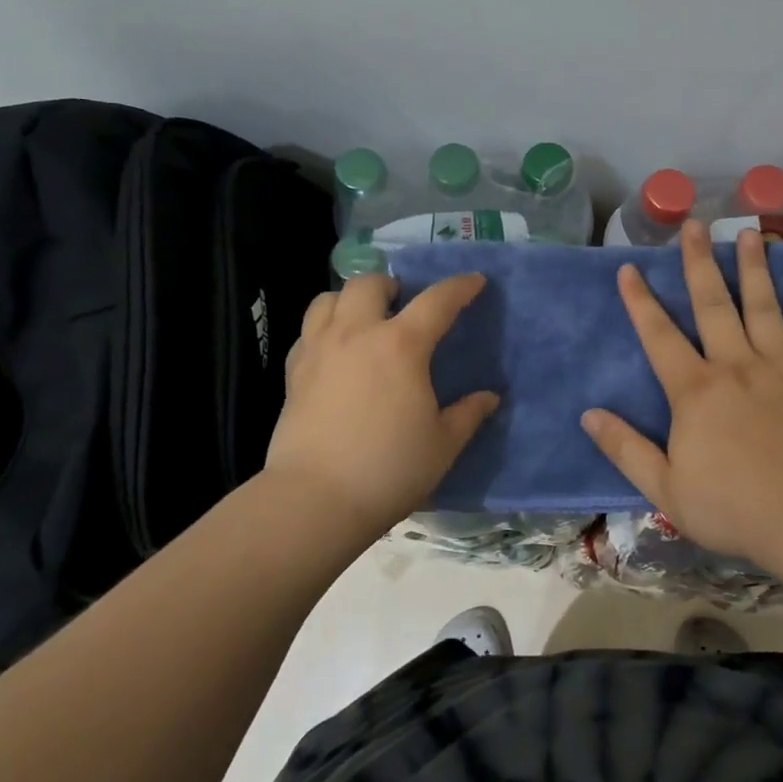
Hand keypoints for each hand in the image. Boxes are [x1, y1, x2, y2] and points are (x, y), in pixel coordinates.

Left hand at [266, 272, 497, 538]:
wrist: (315, 500)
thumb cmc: (389, 469)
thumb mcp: (443, 444)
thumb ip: (468, 414)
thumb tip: (489, 397)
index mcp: (401, 345)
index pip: (437, 301)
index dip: (460, 287)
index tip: (475, 281)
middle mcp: (357, 334)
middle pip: (370, 283)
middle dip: (392, 285)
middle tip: (404, 305)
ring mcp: (319, 350)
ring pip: (328, 299)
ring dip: (350, 300)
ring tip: (364, 321)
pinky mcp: (293, 373)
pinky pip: (307, 332)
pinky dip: (324, 329)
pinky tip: (335, 353)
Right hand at [581, 222, 782, 568]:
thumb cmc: (732, 507)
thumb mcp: (665, 487)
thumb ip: (625, 448)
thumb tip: (588, 415)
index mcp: (694, 390)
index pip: (659, 335)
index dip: (640, 301)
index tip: (629, 268)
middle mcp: (735, 365)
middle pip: (713, 304)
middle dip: (699, 262)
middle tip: (695, 224)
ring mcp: (780, 369)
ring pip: (765, 308)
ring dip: (755, 268)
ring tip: (749, 233)